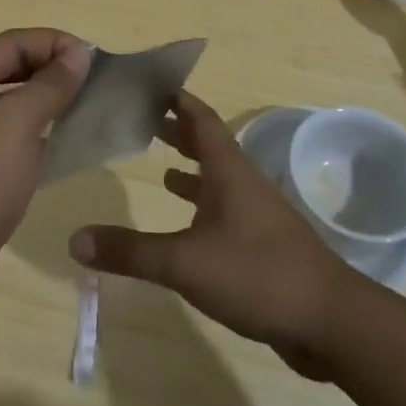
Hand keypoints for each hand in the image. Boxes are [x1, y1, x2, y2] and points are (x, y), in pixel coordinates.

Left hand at [0, 28, 91, 318]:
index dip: (55, 43)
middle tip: (96, 84)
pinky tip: (66, 148)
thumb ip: (50, 85)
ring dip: (49, 105)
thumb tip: (78, 52)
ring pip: (13, 107)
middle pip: (11, 70)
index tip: (96, 59)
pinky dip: (39, 137)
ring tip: (89, 111)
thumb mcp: (16, 124)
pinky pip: (11, 141)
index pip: (13, 42)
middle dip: (53, 71)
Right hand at [69, 91, 349, 378]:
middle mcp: (244, 183)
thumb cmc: (257, 274)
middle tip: (142, 120)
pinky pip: (225, 210)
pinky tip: (187, 222)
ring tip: (158, 166)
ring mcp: (257, 214)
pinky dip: (202, 205)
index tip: (150, 83)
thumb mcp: (184, 262)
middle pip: (208, 144)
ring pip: (218, 179)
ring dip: (190, 168)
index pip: (201, 118)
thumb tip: (74, 238)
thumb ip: (129, 251)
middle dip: (177, 131)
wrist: (331, 322)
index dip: (177, 98)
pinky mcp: (263, 244)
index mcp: (229, 171)